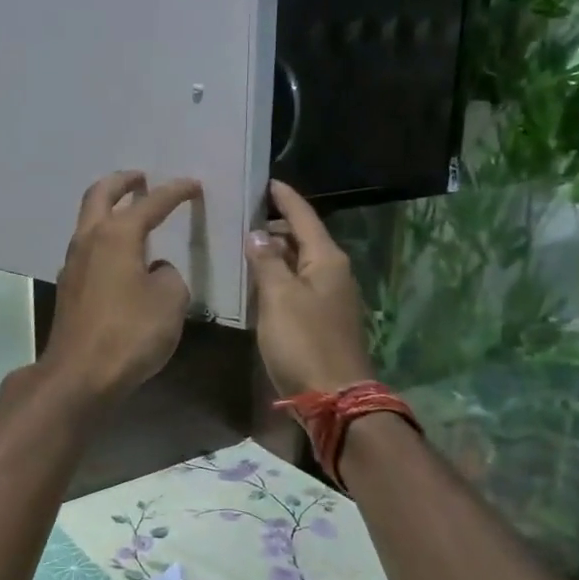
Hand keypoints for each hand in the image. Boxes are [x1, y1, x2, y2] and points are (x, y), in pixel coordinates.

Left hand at [39, 171, 202, 406]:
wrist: (80, 374)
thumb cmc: (130, 332)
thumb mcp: (170, 300)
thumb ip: (168, 275)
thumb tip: (154, 270)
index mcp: (117, 235)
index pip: (150, 203)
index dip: (175, 192)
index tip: (192, 185)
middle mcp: (89, 240)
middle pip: (100, 195)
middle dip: (122, 182)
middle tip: (141, 178)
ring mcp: (73, 264)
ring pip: (88, 221)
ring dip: (108, 210)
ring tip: (131, 214)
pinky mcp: (69, 288)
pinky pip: (87, 249)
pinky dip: (104, 239)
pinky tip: (119, 256)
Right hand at [245, 180, 374, 397]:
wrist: (334, 397)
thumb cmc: (304, 341)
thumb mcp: (278, 297)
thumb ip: (267, 262)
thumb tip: (258, 234)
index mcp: (327, 260)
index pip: (304, 217)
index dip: (285, 198)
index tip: (267, 182)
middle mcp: (334, 272)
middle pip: (304, 238)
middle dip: (277, 225)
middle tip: (244, 216)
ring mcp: (331, 297)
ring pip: (301, 262)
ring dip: (277, 252)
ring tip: (246, 244)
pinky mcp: (324, 319)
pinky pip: (300, 285)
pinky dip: (281, 276)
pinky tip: (260, 281)